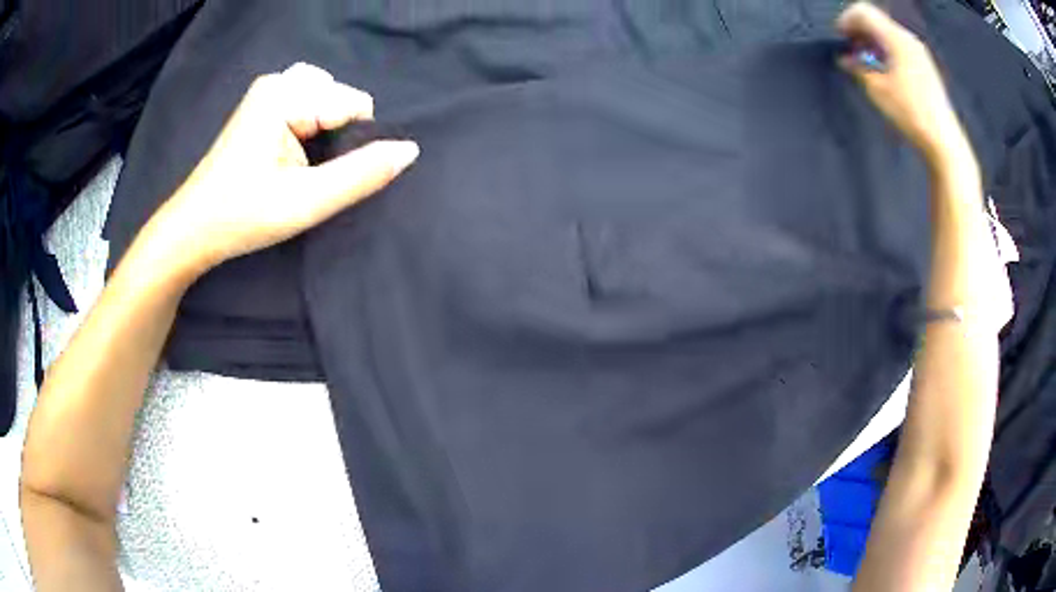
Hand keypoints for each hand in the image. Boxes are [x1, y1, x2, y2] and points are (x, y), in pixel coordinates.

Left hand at [149, 62, 418, 273]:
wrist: (191, 231)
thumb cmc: (242, 216)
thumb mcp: (306, 201)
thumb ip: (362, 174)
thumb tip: (410, 150)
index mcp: (286, 94)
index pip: (353, 104)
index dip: (351, 145)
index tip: (320, 178)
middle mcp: (278, 82)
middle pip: (339, 98)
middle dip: (336, 136)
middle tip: (307, 174)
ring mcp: (267, 93)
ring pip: (324, 102)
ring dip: (324, 134)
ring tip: (300, 168)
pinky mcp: (261, 109)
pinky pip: (306, 107)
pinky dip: (311, 131)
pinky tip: (291, 160)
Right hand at [836, 2, 967, 163]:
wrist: (944, 141)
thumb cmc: (910, 113)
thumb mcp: (877, 90)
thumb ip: (858, 68)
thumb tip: (846, 59)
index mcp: (896, 38)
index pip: (864, 12)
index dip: (847, 20)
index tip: (840, 38)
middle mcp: (908, 39)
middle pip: (877, 21)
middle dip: (860, 32)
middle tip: (851, 51)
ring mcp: (919, 53)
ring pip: (888, 35)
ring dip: (873, 43)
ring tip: (866, 64)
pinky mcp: (926, 67)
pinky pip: (900, 48)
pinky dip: (887, 53)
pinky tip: (884, 72)